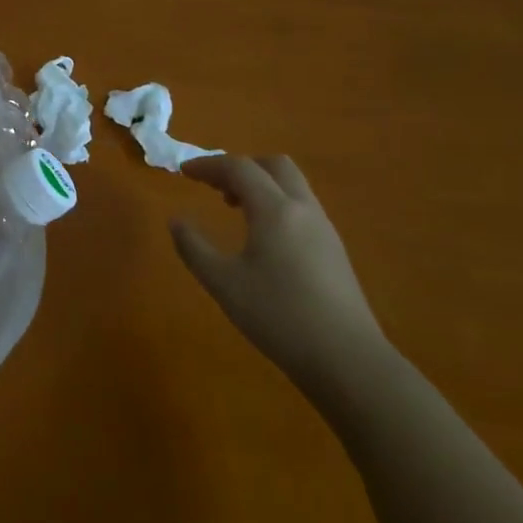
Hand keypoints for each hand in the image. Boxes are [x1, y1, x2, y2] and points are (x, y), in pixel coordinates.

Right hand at [170, 155, 390, 403]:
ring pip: (292, 185)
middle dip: (240, 167)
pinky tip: (263, 236)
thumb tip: (176, 221)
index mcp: (275, 210)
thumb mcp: (223, 283)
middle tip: (213, 186)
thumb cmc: (277, 316)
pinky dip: (276, 203)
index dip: (208, 164)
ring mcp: (324, 229)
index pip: (239, 168)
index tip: (183, 172)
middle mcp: (303, 209)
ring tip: (234, 209)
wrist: (346, 358)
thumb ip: (194, 247)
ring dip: (260, 184)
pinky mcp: (334, 249)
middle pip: (274, 165)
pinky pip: (301, 206)